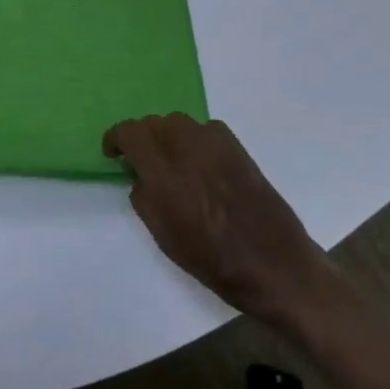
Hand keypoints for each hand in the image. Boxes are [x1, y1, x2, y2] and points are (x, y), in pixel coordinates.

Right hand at [104, 114, 340, 325]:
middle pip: (153, 123)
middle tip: (141, 160)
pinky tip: (201, 161)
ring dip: (167, 135)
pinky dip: (195, 139)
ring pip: (179, 122)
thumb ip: (144, 199)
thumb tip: (140, 177)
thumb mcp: (165, 238)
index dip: (115, 138)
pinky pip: (206, 129)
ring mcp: (216, 146)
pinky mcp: (238, 149)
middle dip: (142, 137)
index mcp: (164, 175)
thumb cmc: (215, 262)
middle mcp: (187, 150)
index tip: (113, 153)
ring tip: (171, 159)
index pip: (130, 133)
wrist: (276, 266)